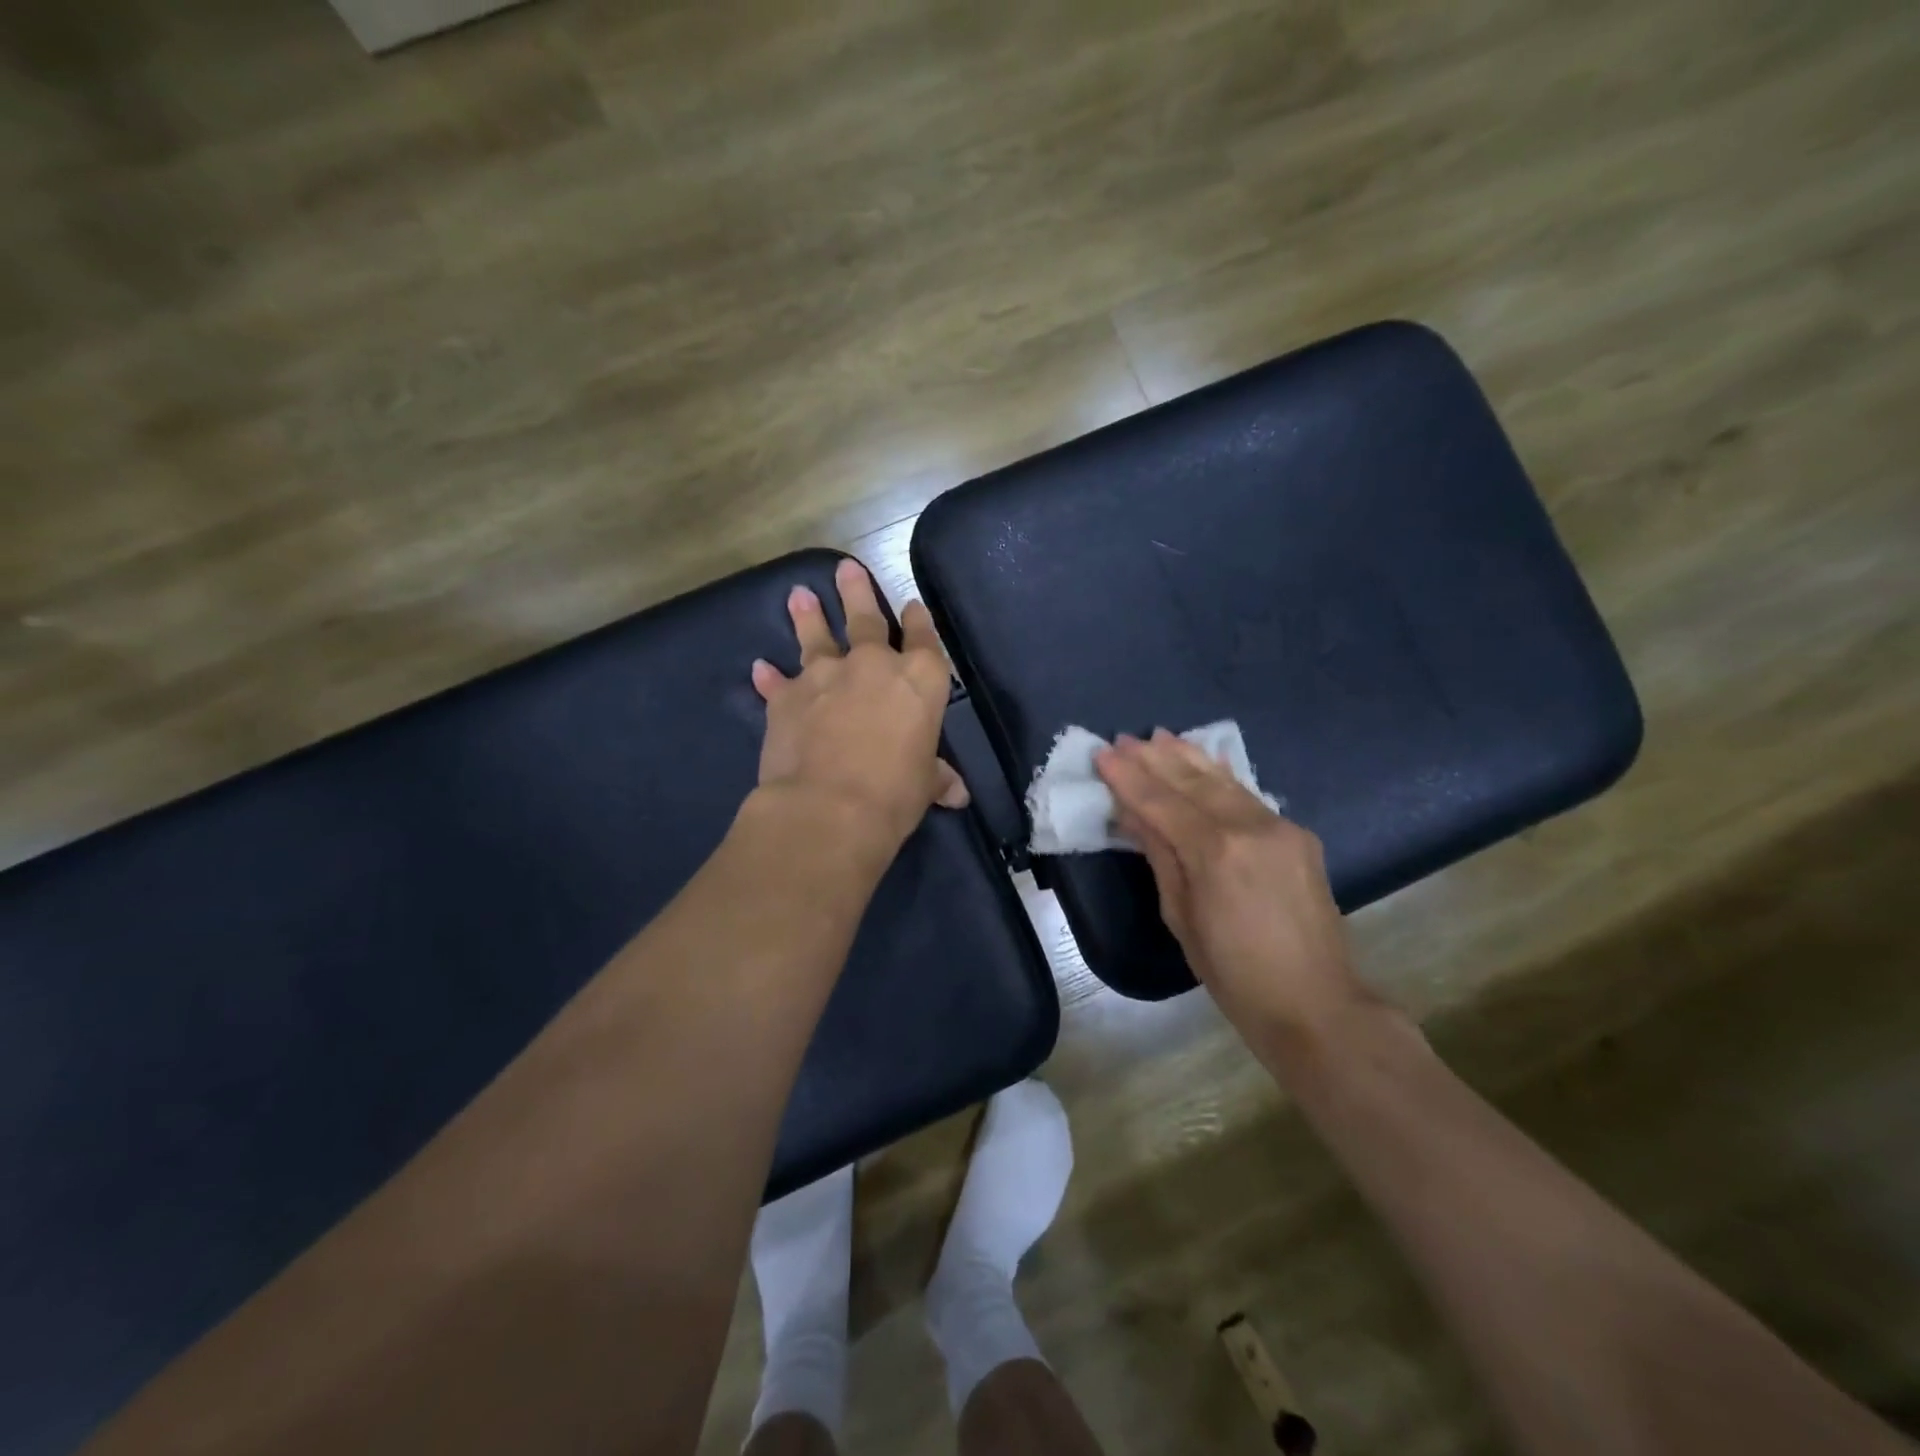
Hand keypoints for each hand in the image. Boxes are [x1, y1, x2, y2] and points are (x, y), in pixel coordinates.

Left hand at [751, 558, 968, 850]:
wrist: (829, 808)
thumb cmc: (894, 794)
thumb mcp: (924, 785)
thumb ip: (936, 777)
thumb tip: (957, 793)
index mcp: (919, 680)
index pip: (923, 639)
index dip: (918, 621)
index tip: (911, 606)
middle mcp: (873, 666)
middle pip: (866, 619)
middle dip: (857, 592)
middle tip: (845, 568)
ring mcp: (826, 677)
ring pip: (816, 637)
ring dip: (808, 616)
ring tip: (799, 595)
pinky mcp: (786, 698)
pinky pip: (777, 683)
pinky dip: (769, 677)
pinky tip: (760, 668)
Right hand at [1095, 730, 1367, 1041]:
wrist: (1316, 1004)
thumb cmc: (1233, 973)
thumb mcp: (1181, 918)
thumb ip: (1160, 856)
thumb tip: (1133, 814)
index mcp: (1215, 852)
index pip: (1161, 802)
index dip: (1129, 778)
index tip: (1103, 753)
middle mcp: (1250, 827)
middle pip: (1193, 782)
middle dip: (1155, 759)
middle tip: (1123, 739)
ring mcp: (1281, 827)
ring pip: (1225, 781)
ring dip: (1188, 758)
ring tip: (1159, 737)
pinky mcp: (1298, 836)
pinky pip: (1250, 796)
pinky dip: (1222, 776)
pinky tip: (1207, 760)